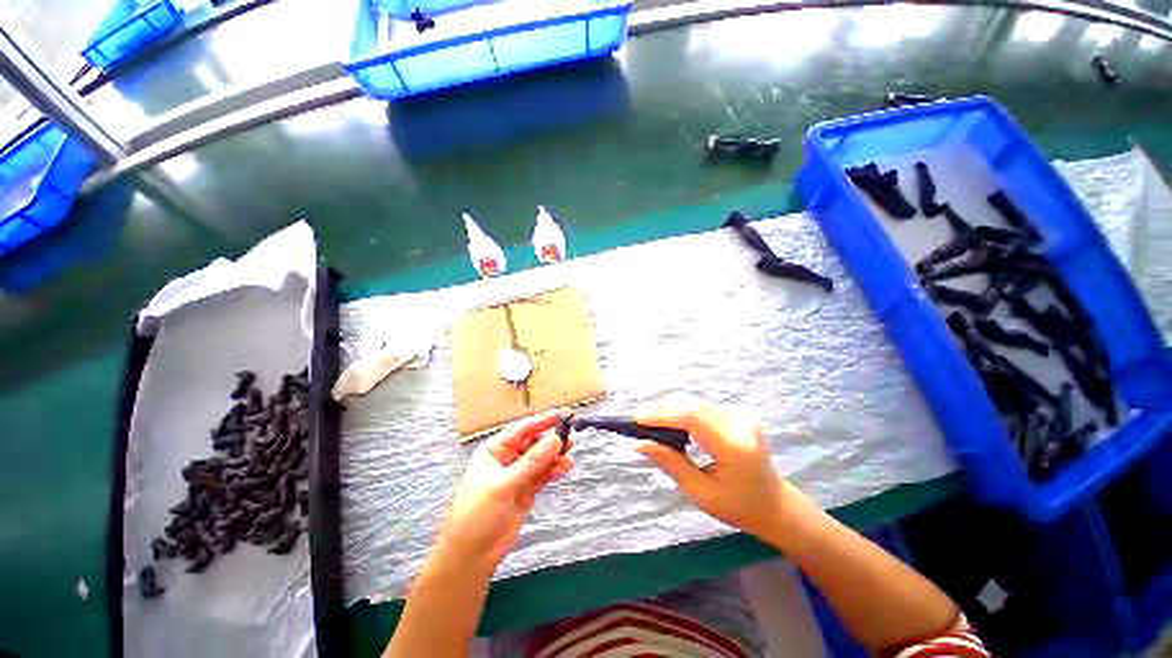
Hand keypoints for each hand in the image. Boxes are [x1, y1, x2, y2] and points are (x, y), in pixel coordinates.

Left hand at [434, 410, 573, 572]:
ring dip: (555, 457)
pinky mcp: (527, 491)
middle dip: (551, 440)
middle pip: (533, 443)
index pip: (521, 430)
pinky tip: (564, 468)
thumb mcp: (503, 484)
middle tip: (571, 437)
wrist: (471, 556)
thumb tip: (555, 438)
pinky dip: (554, 470)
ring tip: (570, 456)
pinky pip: (544, 475)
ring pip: (541, 459)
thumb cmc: (477, 514)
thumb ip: (531, 462)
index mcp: (494, 450)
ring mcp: (518, 475)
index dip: (542, 421)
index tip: (562, 415)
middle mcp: (507, 459)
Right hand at [633, 396, 794, 543]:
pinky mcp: (737, 413)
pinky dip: (681, 412)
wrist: (775, 503)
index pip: (691, 417)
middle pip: (691, 405)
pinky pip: (702, 407)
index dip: (661, 414)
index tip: (635, 419)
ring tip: (648, 421)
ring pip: (694, 403)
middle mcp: (739, 423)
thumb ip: (671, 463)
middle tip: (636, 420)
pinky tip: (669, 422)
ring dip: (669, 409)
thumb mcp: (701, 493)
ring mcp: (740, 415)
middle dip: (660, 410)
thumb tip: (639, 443)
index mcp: (734, 446)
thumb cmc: (739, 507)